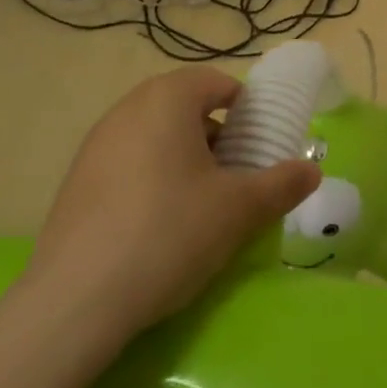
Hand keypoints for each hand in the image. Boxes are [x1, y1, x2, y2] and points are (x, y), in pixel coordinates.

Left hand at [24, 67, 320, 347]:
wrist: (73, 303)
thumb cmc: (168, 233)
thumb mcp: (238, 210)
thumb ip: (281, 184)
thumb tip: (313, 170)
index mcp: (168, 98)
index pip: (219, 83)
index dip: (247, 112)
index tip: (259, 149)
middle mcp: (129, 108)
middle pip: (186, 108)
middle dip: (217, 136)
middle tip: (235, 178)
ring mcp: (96, 144)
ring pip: (156, 135)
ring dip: (184, 158)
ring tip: (200, 205)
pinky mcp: (75, 181)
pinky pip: (127, 163)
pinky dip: (150, 179)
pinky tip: (157, 227)